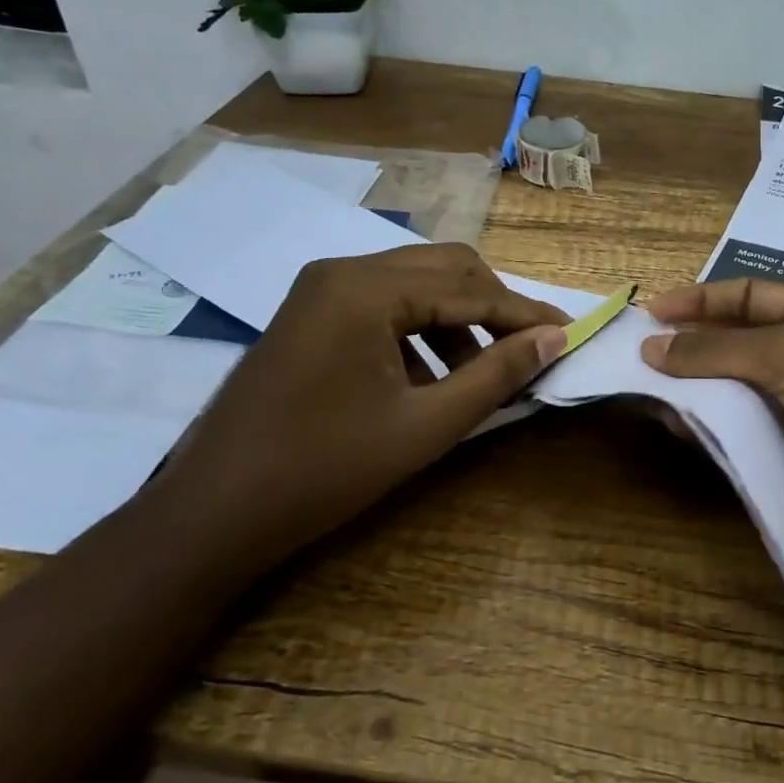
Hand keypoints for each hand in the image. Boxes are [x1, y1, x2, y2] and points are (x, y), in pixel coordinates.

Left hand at [148, 246, 567, 554]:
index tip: (568, 331)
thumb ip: (497, 375)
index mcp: (366, 289)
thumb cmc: (325, 469)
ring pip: (414, 285)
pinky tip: (429, 380)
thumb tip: (554, 337)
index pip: (468, 288)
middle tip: (527, 349)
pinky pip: (383, 306)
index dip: (523, 313)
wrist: (215, 513)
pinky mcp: (309, 315)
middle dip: (492, 307)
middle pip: (443, 269)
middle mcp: (342, 271)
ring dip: (457, 320)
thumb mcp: (426, 426)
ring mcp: (320, 291)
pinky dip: (419, 332)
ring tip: (479, 375)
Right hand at [639, 279, 783, 573]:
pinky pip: (741, 431)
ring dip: (692, 389)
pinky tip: (676, 425)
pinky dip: (708, 426)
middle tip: (637, 357)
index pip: (749, 295)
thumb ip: (717, 350)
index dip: (700, 300)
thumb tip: (650, 348)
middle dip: (689, 347)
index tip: (650, 315)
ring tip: (645, 393)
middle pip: (737, 342)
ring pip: (733, 389)